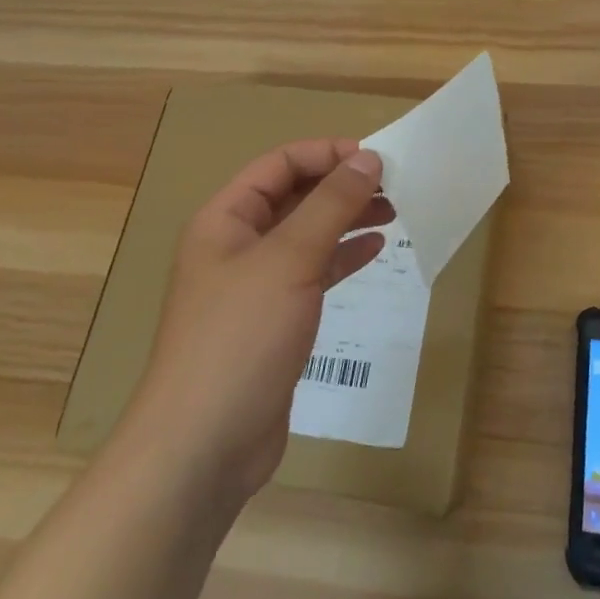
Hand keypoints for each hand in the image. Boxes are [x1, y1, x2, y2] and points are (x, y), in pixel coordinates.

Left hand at [131, 140, 392, 504]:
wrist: (204, 445)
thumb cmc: (241, 337)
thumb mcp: (289, 260)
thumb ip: (330, 205)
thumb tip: (368, 158)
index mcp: (225, 219)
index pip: (279, 164)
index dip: (326, 154)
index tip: (376, 158)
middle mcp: (237, 245)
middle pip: (294, 197)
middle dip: (342, 186)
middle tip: (395, 186)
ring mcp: (255, 285)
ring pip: (307, 234)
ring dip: (347, 219)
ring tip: (394, 211)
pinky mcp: (274, 320)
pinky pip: (313, 272)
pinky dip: (342, 256)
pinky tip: (374, 250)